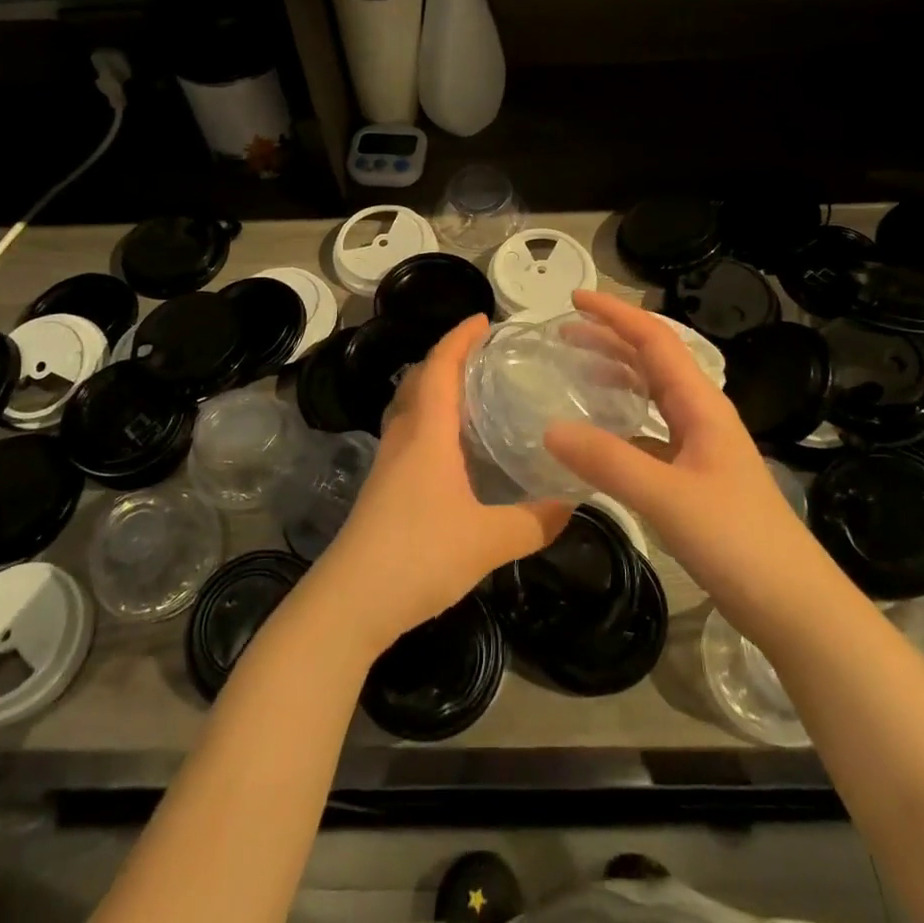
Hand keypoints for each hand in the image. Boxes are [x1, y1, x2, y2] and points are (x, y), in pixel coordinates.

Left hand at [322, 315, 573, 657]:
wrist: (349, 603)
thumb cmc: (419, 556)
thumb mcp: (489, 541)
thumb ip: (535, 521)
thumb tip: (573, 502)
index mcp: (427, 433)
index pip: (440, 367)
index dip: (460, 338)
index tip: (484, 319)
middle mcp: (404, 437)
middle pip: (419, 379)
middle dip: (448, 357)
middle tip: (485, 355)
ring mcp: (388, 463)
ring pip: (410, 407)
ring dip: (435, 388)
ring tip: (473, 392)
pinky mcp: (383, 487)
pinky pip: (408, 433)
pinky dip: (430, 420)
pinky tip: (453, 448)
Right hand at [545, 291, 816, 622]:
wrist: (794, 606)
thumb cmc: (738, 542)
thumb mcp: (668, 498)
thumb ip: (608, 461)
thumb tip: (550, 427)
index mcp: (701, 405)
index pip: (655, 340)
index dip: (615, 315)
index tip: (572, 299)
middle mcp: (701, 415)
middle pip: (653, 360)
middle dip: (609, 339)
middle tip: (562, 334)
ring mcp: (700, 446)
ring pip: (652, 394)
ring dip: (615, 375)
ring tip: (573, 370)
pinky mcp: (695, 476)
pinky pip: (650, 431)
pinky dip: (621, 420)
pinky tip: (597, 436)